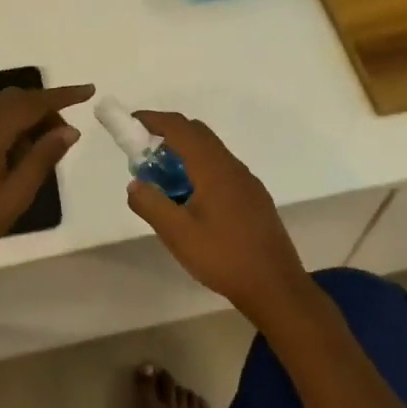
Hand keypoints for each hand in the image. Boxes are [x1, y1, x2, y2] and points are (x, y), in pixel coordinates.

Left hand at [0, 84, 95, 280]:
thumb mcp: (15, 195)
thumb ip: (42, 158)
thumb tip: (68, 130)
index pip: (33, 102)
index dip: (63, 95)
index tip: (88, 91)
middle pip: (13, 100)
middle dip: (42, 109)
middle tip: (62, 136)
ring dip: (21, 119)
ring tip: (37, 150)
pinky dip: (0, 128)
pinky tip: (6, 157)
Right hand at [124, 111, 308, 314]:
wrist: (275, 287)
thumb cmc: (223, 257)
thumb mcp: (177, 234)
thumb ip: (151, 204)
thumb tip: (135, 184)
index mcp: (213, 168)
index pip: (180, 128)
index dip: (154, 120)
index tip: (131, 123)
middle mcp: (232, 166)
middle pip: (197, 133)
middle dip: (168, 134)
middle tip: (143, 154)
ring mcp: (247, 182)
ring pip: (211, 152)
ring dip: (184, 153)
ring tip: (163, 179)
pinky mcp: (254, 198)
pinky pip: (221, 169)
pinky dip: (199, 169)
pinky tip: (191, 199)